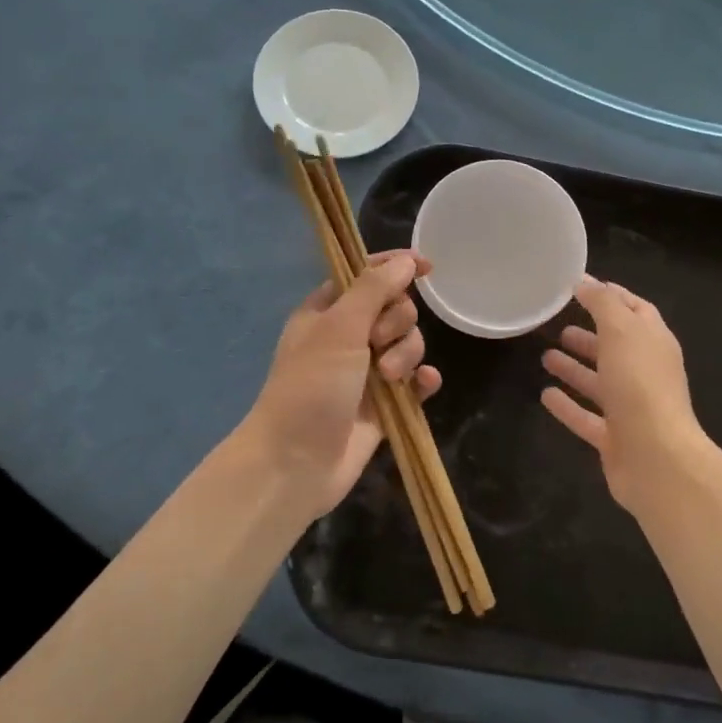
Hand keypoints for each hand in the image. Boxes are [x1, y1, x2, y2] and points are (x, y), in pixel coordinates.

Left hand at [240, 250, 441, 521]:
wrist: (296, 463)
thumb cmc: (310, 386)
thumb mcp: (339, 328)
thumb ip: (374, 289)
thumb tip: (406, 260)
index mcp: (327, 312)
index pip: (366, 275)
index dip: (395, 267)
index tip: (425, 267)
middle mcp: (348, 338)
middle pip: (396, 309)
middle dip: (398, 323)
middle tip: (378, 344)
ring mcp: (367, 373)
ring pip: (409, 344)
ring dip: (407, 355)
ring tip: (389, 379)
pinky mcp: (385, 405)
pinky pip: (416, 381)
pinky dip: (422, 380)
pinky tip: (424, 385)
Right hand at [540, 277, 714, 513]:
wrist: (657, 459)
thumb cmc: (640, 385)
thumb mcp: (621, 330)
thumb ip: (603, 303)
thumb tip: (585, 282)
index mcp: (654, 343)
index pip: (635, 310)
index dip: (611, 296)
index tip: (582, 286)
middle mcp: (646, 373)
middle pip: (616, 348)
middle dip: (590, 336)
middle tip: (559, 326)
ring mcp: (631, 409)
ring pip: (600, 383)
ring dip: (575, 369)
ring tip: (545, 356)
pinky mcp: (615, 439)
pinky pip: (587, 417)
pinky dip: (568, 406)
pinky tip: (544, 395)